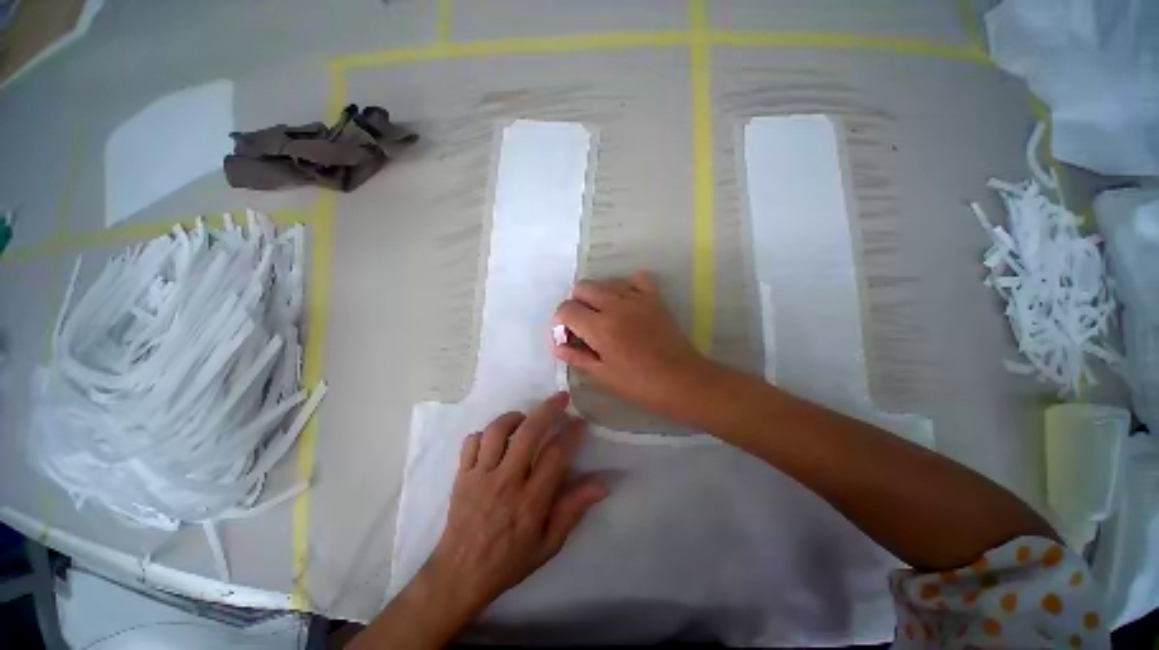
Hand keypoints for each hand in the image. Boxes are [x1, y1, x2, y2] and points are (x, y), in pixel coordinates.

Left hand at [426, 392, 607, 617]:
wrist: (459, 576)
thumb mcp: (548, 545)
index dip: (571, 434)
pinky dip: (486, 433)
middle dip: (548, 409)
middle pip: (528, 433)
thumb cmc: (508, 561)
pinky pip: (472, 442)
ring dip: (515, 417)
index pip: (556, 456)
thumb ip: (573, 510)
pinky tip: (496, 438)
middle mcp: (505, 482)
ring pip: (498, 431)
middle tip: (561, 398)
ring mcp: (480, 476)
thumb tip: (602, 484)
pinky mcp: (462, 475)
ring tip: (526, 417)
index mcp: (530, 501)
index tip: (581, 422)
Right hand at [553, 271, 717, 417]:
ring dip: (597, 296)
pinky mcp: (654, 298)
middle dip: (575, 305)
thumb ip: (576, 357)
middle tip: (584, 326)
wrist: (682, 381)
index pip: (566, 309)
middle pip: (582, 287)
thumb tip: (556, 345)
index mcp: (600, 327)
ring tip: (604, 317)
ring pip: (605, 281)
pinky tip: (625, 303)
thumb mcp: (603, 375)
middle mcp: (615, 305)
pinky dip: (625, 286)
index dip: (560, 322)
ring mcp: (637, 298)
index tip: (567, 336)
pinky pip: (635, 278)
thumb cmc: (639, 384)